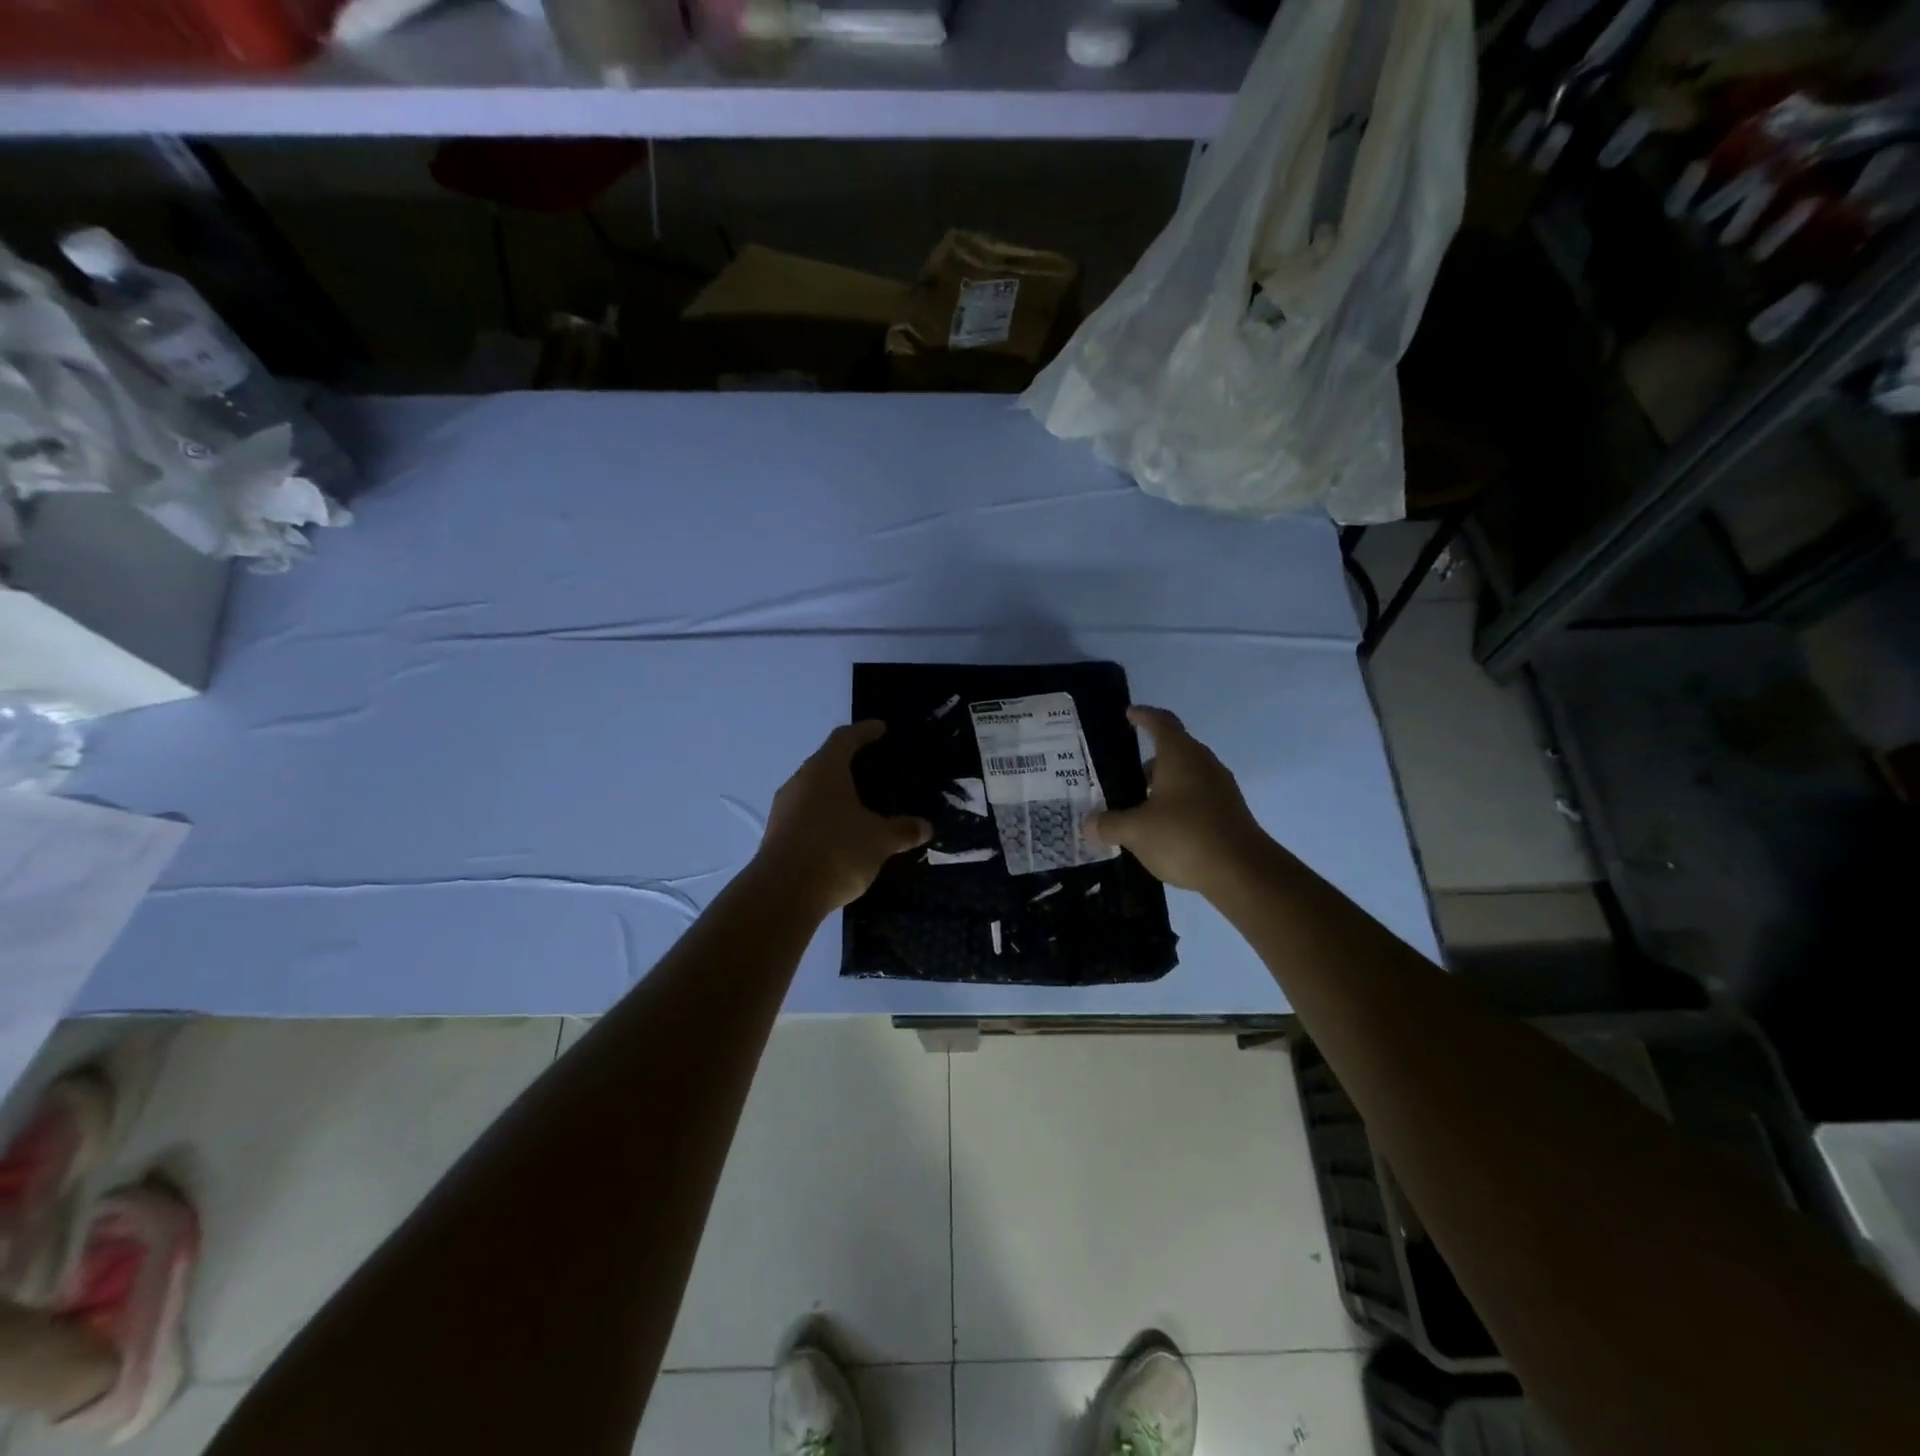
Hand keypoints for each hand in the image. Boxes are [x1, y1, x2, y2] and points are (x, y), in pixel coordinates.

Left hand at [752, 722, 931, 913]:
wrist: (782, 893)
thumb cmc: (836, 851)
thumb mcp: (879, 840)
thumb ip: (903, 830)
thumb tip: (925, 826)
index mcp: (825, 770)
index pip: (845, 738)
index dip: (864, 731)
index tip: (880, 728)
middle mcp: (800, 782)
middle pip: (826, 762)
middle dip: (848, 762)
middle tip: (872, 766)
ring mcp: (784, 809)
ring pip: (813, 790)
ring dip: (835, 792)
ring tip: (858, 803)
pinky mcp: (777, 834)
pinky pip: (806, 814)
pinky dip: (825, 816)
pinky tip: (840, 833)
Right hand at [1088, 707, 1270, 893]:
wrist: (1243, 872)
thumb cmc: (1184, 836)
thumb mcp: (1136, 831)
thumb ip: (1109, 824)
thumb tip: (1089, 824)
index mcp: (1180, 755)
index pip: (1161, 722)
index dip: (1143, 716)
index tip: (1129, 714)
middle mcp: (1203, 763)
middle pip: (1172, 751)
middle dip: (1146, 763)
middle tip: (1120, 778)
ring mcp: (1220, 788)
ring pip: (1185, 777)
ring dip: (1161, 787)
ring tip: (1136, 809)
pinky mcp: (1229, 812)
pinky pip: (1196, 798)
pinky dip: (1177, 805)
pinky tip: (1161, 830)